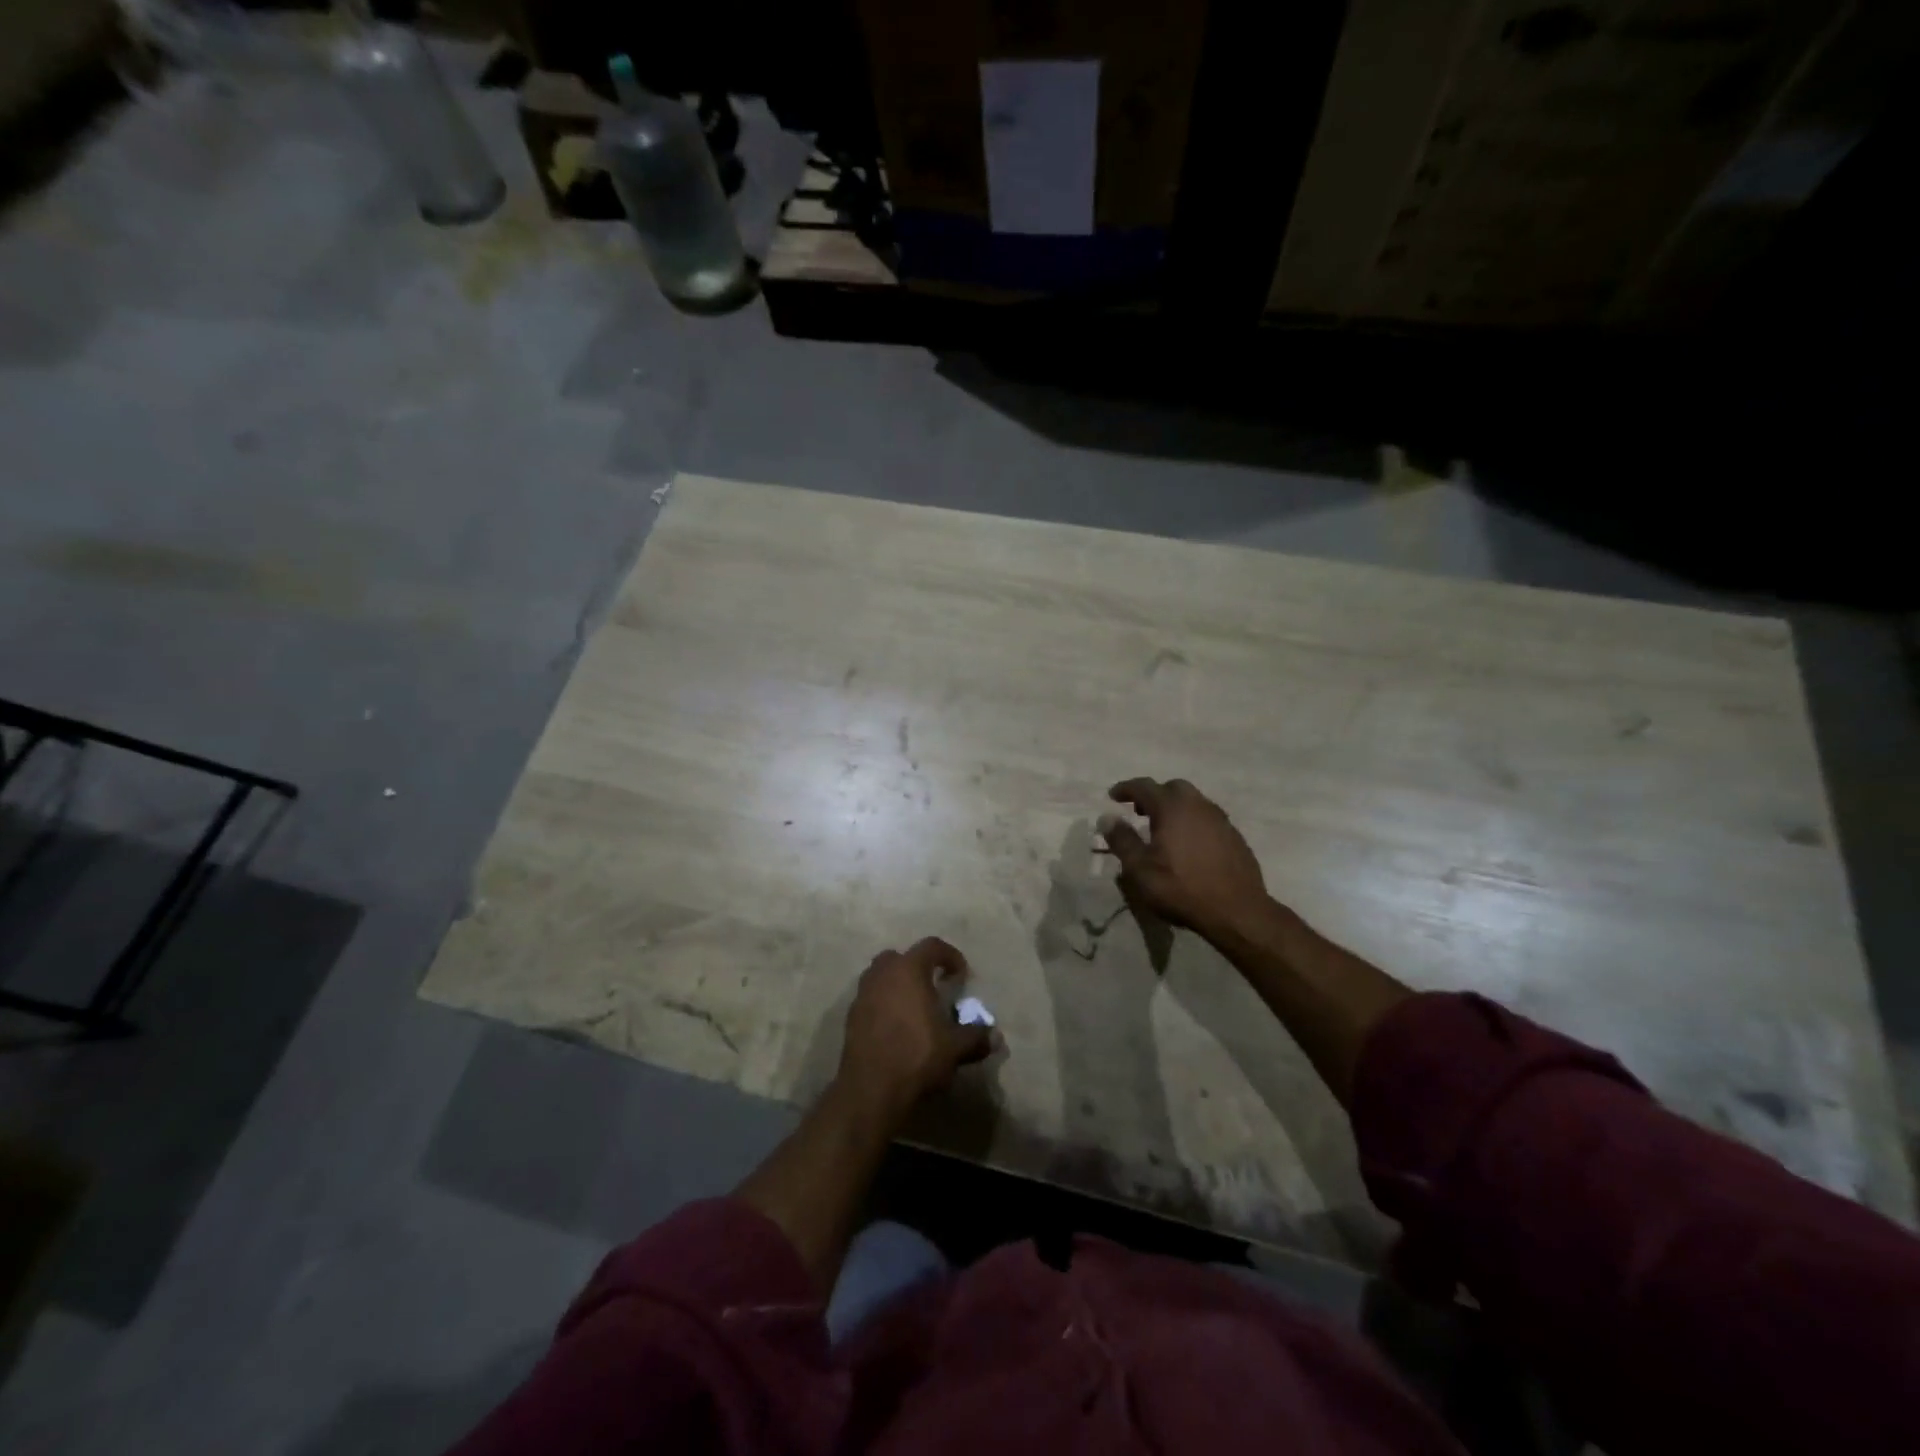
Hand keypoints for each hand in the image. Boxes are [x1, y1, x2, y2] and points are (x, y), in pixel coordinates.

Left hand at [837, 938, 992, 1119]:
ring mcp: (862, 995)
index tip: (961, 975)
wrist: (871, 1090)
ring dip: (897, 986)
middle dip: (917, 967)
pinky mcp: (851, 1018)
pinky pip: (870, 1000)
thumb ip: (976, 1037)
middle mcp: (882, 975)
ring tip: (914, 1009)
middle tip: (933, 987)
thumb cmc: (917, 1057)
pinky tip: (896, 1029)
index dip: (950, 956)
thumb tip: (996, 1036)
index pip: (931, 946)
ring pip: (880, 977)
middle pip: (899, 958)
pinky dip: (883, 1006)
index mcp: (908, 970)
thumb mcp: (955, 1047)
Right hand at [1100, 778, 1272, 943]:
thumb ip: (1122, 840)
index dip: (1126, 789)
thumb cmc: (1181, 888)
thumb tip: (1107, 818)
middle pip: (1173, 788)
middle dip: (1153, 795)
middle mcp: (1198, 805)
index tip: (1113, 796)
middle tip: (1139, 812)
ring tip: (1163, 829)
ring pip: (1193, 802)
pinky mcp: (1234, 836)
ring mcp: (1220, 820)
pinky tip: (1188, 844)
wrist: (1237, 911)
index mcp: (1172, 808)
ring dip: (1175, 808)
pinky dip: (1192, 822)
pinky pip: (1208, 818)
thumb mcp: (1140, 869)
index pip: (1144, 786)